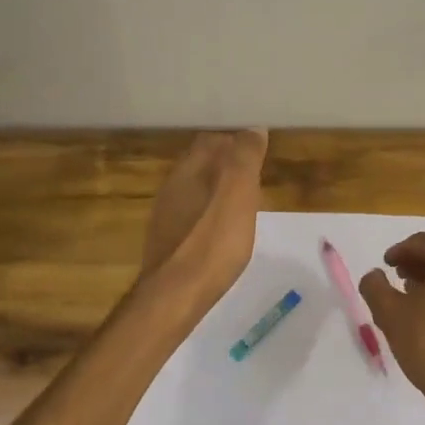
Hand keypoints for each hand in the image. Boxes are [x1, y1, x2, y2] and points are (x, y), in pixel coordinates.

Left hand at [139, 129, 267, 307]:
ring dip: (217, 190)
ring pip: (195, 189)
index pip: (211, 140)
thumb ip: (245, 157)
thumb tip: (252, 128)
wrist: (175, 295)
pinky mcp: (167, 241)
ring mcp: (166, 214)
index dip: (235, 142)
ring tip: (243, 203)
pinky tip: (221, 231)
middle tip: (254, 177)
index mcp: (189, 169)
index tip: (258, 151)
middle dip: (226, 165)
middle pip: (201, 164)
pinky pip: (191, 215)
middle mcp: (172, 185)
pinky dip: (208, 214)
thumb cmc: (213, 241)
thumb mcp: (238, 193)